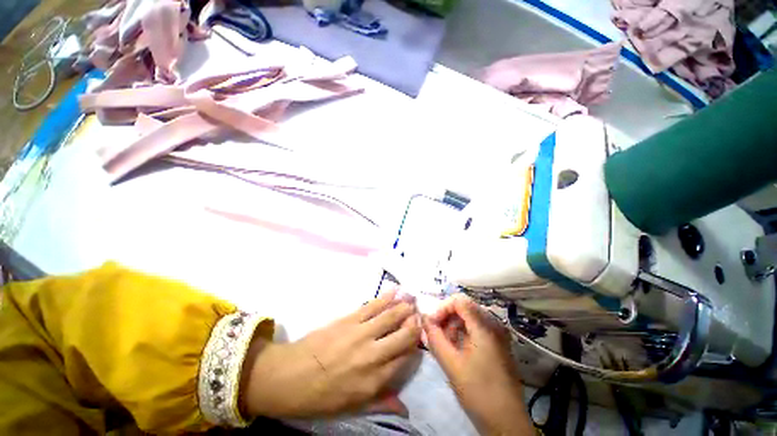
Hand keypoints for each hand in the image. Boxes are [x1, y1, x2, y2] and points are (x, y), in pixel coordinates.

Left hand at [241, 289, 420, 418]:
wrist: (289, 376)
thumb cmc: (320, 396)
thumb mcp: (351, 407)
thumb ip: (380, 402)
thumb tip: (404, 409)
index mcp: (374, 380)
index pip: (404, 359)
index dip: (415, 346)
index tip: (420, 337)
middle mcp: (372, 355)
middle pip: (402, 335)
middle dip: (414, 323)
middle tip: (419, 314)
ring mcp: (361, 334)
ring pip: (389, 317)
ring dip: (403, 307)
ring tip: (411, 300)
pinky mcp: (349, 320)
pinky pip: (372, 306)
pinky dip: (385, 297)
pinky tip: (394, 291)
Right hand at [422, 295, 533, 434]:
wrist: (507, 422)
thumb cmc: (478, 392)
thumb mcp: (452, 365)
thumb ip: (435, 338)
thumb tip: (424, 318)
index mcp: (484, 326)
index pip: (459, 301)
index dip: (442, 308)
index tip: (431, 324)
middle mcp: (493, 324)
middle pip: (464, 307)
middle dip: (446, 317)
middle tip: (436, 335)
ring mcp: (497, 334)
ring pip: (469, 317)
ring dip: (453, 326)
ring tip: (445, 345)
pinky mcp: (497, 344)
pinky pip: (475, 328)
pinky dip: (462, 333)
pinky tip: (457, 349)